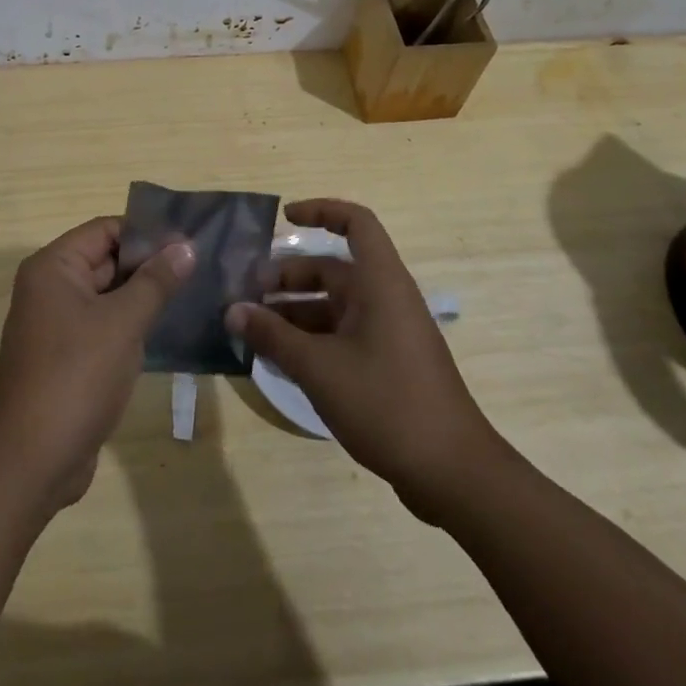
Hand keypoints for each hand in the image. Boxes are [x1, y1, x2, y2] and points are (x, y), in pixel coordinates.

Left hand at [0, 216, 192, 511]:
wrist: (34, 460)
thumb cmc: (77, 377)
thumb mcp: (123, 323)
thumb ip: (156, 281)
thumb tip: (186, 246)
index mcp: (52, 268)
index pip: (105, 230)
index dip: (146, 234)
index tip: (188, 243)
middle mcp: (48, 288)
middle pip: (105, 260)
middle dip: (148, 265)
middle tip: (197, 268)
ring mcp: (54, 324)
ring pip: (105, 295)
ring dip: (141, 296)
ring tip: (190, 294)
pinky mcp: (64, 357)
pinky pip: (101, 325)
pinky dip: (128, 324)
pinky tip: (164, 330)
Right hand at [225, 199, 501, 520]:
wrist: (453, 474)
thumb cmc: (386, 403)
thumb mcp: (318, 367)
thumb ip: (272, 335)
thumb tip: (232, 311)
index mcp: (380, 283)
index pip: (355, 223)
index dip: (320, 211)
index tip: (284, 219)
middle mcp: (385, 298)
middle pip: (332, 269)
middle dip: (288, 277)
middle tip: (247, 295)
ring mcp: (388, 333)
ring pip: (333, 305)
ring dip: (294, 312)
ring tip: (253, 330)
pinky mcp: (387, 364)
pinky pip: (342, 335)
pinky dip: (311, 339)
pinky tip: (279, 360)